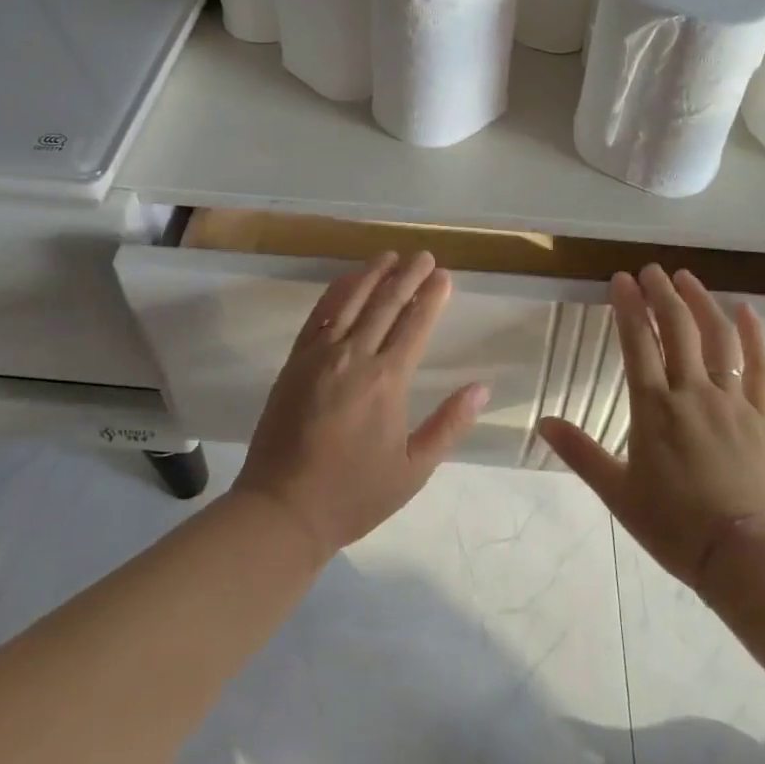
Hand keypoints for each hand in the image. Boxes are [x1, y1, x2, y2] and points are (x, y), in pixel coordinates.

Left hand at [234, 251, 488, 560]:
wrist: (283, 508)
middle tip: (424, 255)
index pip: (415, 325)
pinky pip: (319, 315)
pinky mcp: (295, 360)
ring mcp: (320, 355)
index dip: (432, 297)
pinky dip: (336, 292)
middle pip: (386, 304)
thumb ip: (449, 425)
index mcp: (387, 381)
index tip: (444, 275)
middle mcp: (354, 357)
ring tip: (390, 254)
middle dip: (408, 275)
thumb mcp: (413, 470)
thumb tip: (481, 388)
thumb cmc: (354, 494)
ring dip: (373, 274)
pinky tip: (347, 279)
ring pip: (351, 301)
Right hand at [539, 266, 764, 588]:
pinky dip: (754, 336)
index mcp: (654, 408)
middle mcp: (692, 393)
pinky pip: (760, 367)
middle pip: (677, 329)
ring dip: (701, 302)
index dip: (628, 306)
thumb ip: (580, 453)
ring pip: (717, 339)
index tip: (620, 279)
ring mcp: (730, 401)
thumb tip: (543, 422)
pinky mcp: (760, 416)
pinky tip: (748, 309)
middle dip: (662, 293)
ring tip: (687, 277)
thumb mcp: (618, 492)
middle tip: (651, 270)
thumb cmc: (675, 526)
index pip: (638, 342)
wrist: (746, 558)